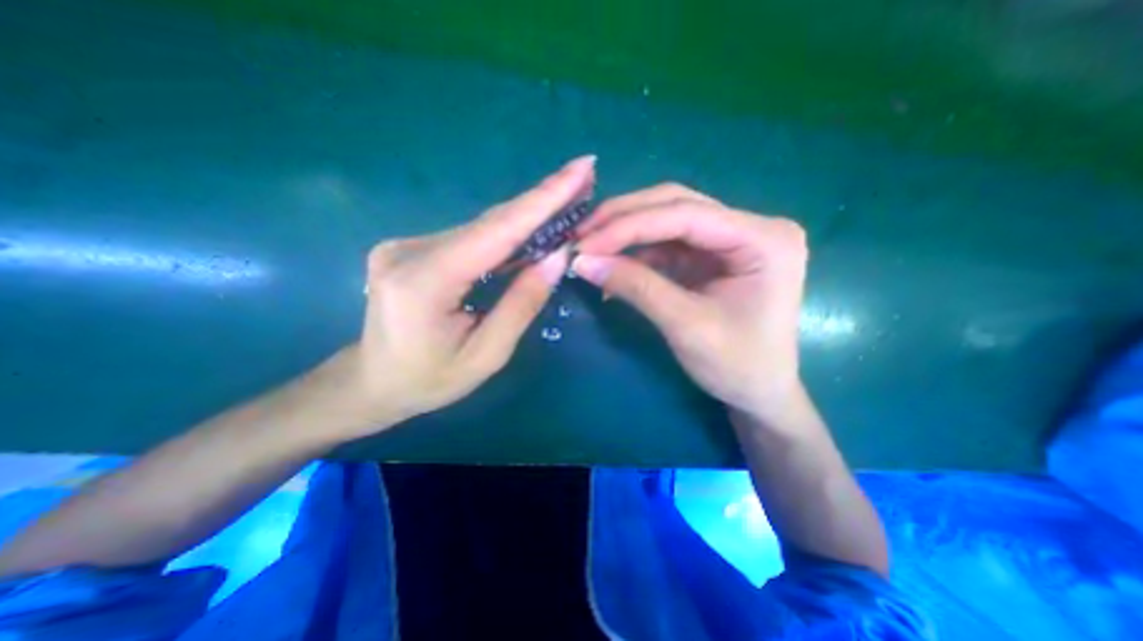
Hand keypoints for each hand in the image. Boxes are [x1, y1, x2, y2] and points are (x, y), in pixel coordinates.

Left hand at [331, 156, 593, 434]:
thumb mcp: (487, 355)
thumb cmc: (430, 380)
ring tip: (567, 198)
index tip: (580, 169)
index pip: (496, 232)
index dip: (542, 199)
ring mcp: (406, 244)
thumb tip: (558, 257)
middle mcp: (410, 251)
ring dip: (526, 215)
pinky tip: (532, 226)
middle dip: (541, 198)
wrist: (371, 382)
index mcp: (425, 282)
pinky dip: (505, 232)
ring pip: (481, 227)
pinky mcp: (412, 247)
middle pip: (490, 221)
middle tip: (583, 174)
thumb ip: (522, 304)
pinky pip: (470, 237)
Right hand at [569, 184, 802, 417]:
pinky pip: (668, 242)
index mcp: (763, 239)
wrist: (758, 392)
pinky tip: (613, 264)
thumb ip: (636, 287)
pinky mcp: (712, 255)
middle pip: (677, 205)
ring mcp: (730, 238)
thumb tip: (583, 261)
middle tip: (581, 235)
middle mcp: (751, 226)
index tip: (585, 242)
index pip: (686, 214)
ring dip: (626, 232)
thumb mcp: (685, 326)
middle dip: (625, 219)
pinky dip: (637, 252)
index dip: (630, 225)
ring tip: (590, 246)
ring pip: (668, 219)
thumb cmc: (736, 365)